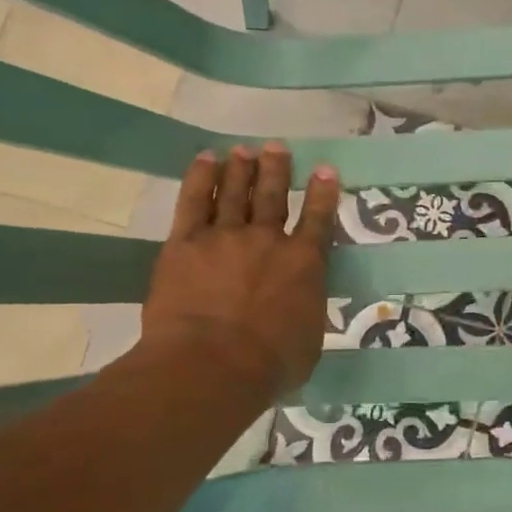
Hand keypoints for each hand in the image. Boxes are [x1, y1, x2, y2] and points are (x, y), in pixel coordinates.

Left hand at [140, 143, 340, 395]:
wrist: (211, 365)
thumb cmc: (270, 365)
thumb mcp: (308, 341)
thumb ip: (306, 312)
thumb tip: (301, 305)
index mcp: (304, 264)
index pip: (318, 219)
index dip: (324, 193)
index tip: (325, 170)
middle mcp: (268, 240)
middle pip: (273, 196)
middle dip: (277, 169)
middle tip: (277, 147)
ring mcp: (225, 237)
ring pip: (236, 192)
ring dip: (242, 168)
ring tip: (244, 149)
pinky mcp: (185, 244)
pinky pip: (194, 202)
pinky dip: (201, 178)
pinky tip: (206, 159)